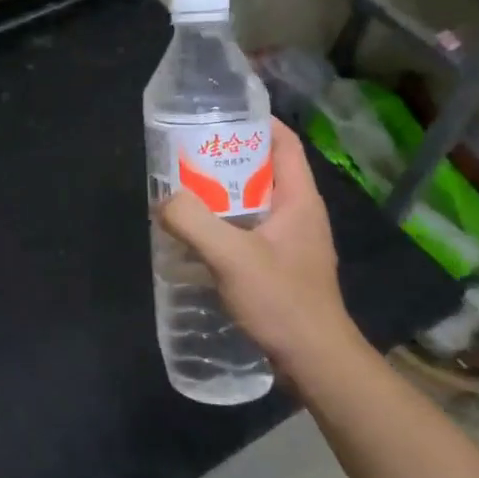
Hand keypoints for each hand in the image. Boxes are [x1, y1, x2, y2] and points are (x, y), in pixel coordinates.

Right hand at [159, 118, 366, 380]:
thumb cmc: (282, 301)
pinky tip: (198, 236)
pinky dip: (226, 224)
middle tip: (189, 154)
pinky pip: (251, 230)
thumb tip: (163, 200)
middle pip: (265, 169)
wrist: (316, 362)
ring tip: (186, 191)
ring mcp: (293, 242)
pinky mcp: (282, 266)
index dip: (257, 122)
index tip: (220, 115)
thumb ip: (193, 222)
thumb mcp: (231, 257)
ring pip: (256, 202)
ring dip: (224, 194)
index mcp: (299, 199)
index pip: (284, 142)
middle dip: (229, 158)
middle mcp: (300, 213)